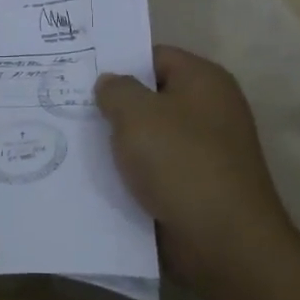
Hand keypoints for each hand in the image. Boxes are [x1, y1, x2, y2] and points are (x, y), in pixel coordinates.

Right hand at [96, 46, 293, 283]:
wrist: (225, 243)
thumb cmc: (181, 163)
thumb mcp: (136, 114)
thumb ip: (116, 89)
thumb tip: (110, 84)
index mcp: (204, 80)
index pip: (155, 56)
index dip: (120, 63)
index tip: (84, 76)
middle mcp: (211, 109)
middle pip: (153, 96)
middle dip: (117, 105)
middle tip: (73, 108)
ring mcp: (208, 150)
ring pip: (153, 136)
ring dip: (123, 144)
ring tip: (79, 143)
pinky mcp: (200, 186)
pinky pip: (159, 170)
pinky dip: (136, 174)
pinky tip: (102, 179)